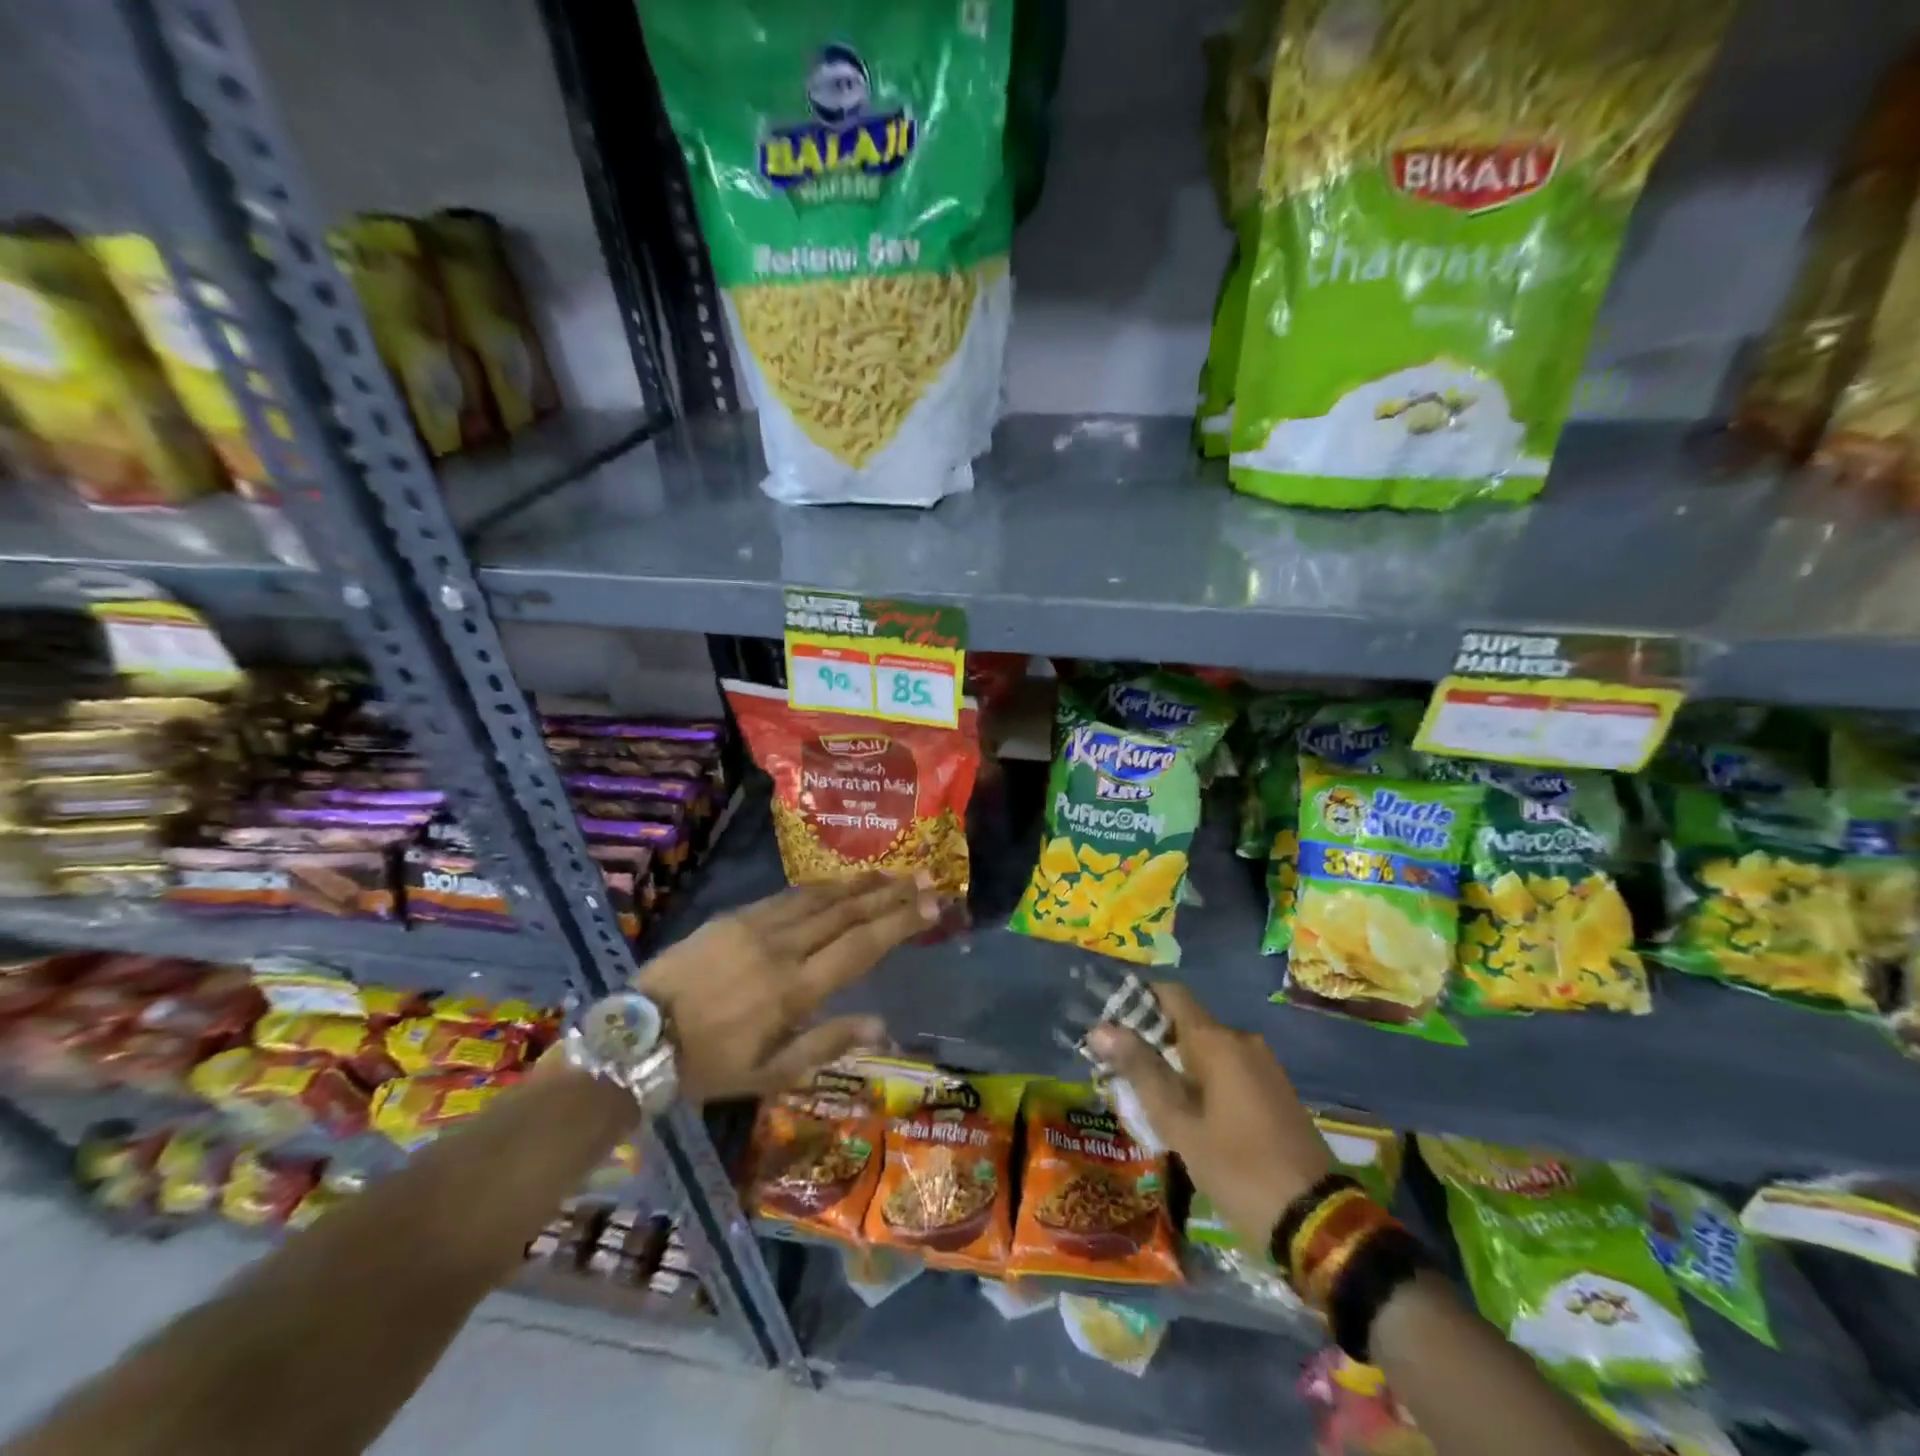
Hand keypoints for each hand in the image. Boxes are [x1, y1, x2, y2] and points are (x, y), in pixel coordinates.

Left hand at [637, 873, 937, 1100]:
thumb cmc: (708, 1065)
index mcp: (794, 990)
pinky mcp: (734, 916)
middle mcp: (782, 948)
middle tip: (926, 876)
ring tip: (891, 873)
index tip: (933, 904)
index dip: (901, 921)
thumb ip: (827, 1044)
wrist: (637, 1037)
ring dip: (859, 884)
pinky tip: (836, 884)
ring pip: (819, 897)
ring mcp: (756, 926)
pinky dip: (819, 888)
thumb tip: (882, 1025)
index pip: (862, 946)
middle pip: (847, 912)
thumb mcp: (769, 1074)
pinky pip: (787, 896)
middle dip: (891, 893)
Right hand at [1087, 981, 1332, 1249]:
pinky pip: (1227, 1069)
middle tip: (1118, 1071)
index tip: (1108, 1022)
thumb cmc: (1238, 1169)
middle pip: (1186, 1023)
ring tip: (1145, 1098)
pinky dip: (1201, 1080)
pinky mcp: (1274, 1091)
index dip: (1137, 999)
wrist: (1317, 1222)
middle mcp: (1242, 1040)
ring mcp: (1263, 1066)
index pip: (1171, 994)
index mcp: (1217, 1041)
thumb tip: (1101, 1028)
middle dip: (1151, 1041)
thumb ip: (1140, 1071)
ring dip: (1175, 1064)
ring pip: (1206, 1050)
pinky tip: (1185, 1114)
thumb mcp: (1179, 1124)